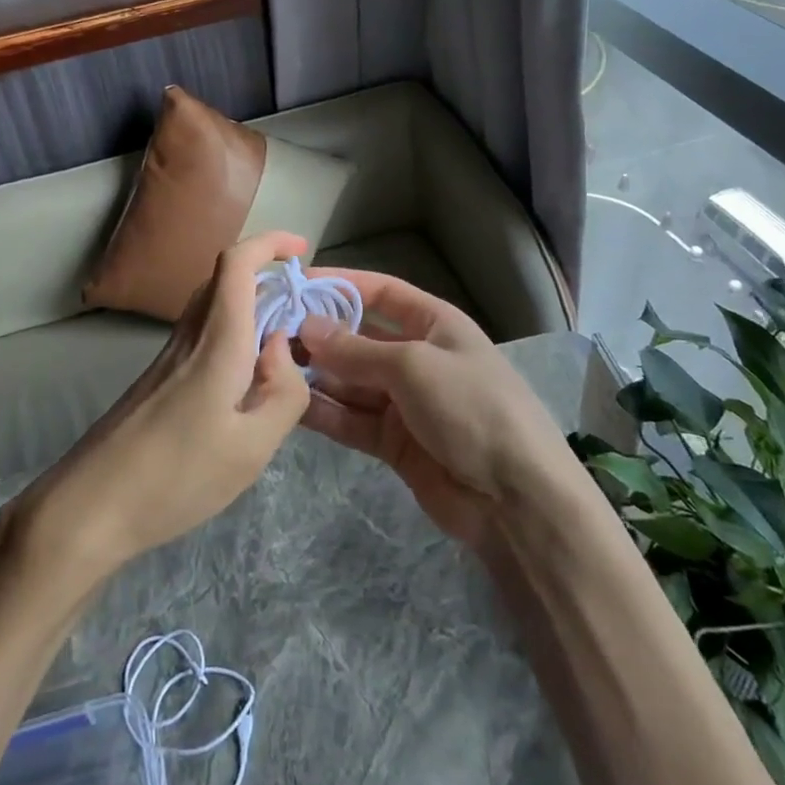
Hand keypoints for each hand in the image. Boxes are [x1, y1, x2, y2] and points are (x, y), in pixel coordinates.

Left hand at [15, 232, 312, 582]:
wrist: (91, 506)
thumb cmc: (177, 477)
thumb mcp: (252, 448)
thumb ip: (284, 393)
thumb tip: (281, 346)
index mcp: (217, 342)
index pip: (237, 264)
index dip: (270, 243)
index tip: (302, 249)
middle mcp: (190, 336)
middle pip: (224, 278)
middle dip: (267, 274)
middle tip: (303, 307)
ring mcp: (169, 355)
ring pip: (212, 306)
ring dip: (250, 305)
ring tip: (283, 345)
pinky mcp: (158, 378)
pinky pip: (202, 334)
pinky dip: (233, 333)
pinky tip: (247, 380)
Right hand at [296, 270, 570, 550]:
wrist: (517, 500)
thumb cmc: (471, 408)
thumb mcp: (413, 367)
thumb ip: (355, 350)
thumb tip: (305, 326)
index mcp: (434, 324)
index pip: (380, 293)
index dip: (340, 285)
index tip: (296, 284)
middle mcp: (416, 356)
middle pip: (358, 338)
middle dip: (318, 335)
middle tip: (268, 332)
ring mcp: (404, 401)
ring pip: (349, 380)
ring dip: (314, 374)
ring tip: (268, 366)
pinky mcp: (393, 442)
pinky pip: (350, 419)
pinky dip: (323, 411)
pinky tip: (287, 404)